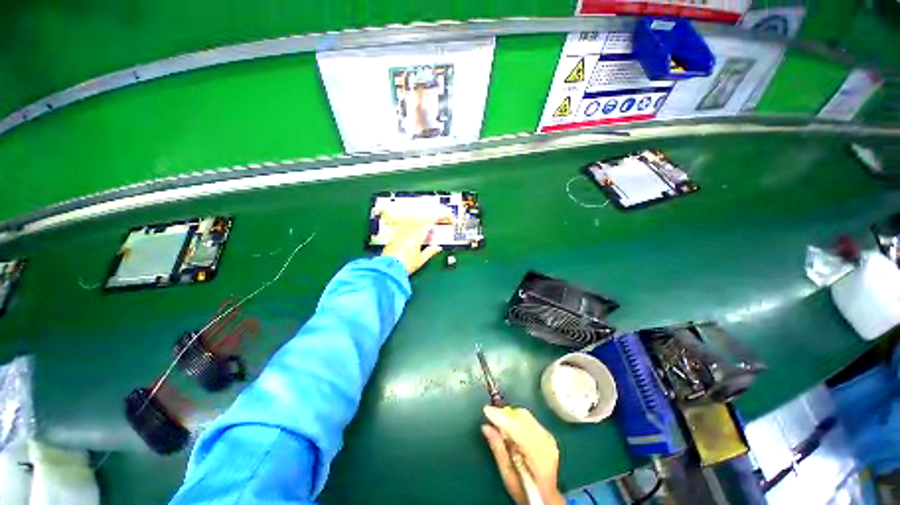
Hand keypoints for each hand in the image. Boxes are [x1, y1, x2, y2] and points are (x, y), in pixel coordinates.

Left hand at [380, 214, 442, 275]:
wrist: (388, 268)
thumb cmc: (406, 265)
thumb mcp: (421, 260)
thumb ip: (430, 252)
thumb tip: (438, 248)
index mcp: (416, 236)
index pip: (427, 225)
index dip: (433, 220)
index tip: (438, 217)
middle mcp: (407, 232)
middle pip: (418, 223)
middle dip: (425, 223)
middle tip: (430, 226)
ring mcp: (398, 234)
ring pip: (409, 225)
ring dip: (416, 225)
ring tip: (419, 230)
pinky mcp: (392, 238)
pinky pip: (401, 229)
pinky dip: (407, 230)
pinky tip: (408, 235)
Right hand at [482, 406, 565, 504]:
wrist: (546, 497)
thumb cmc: (524, 490)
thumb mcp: (508, 477)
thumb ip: (498, 451)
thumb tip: (486, 427)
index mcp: (539, 460)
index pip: (519, 431)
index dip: (502, 418)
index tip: (486, 410)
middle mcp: (547, 444)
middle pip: (523, 419)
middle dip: (505, 415)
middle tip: (491, 418)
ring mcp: (549, 438)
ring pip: (526, 416)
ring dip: (510, 416)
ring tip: (500, 426)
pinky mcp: (548, 434)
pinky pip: (529, 419)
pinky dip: (517, 419)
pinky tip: (511, 428)